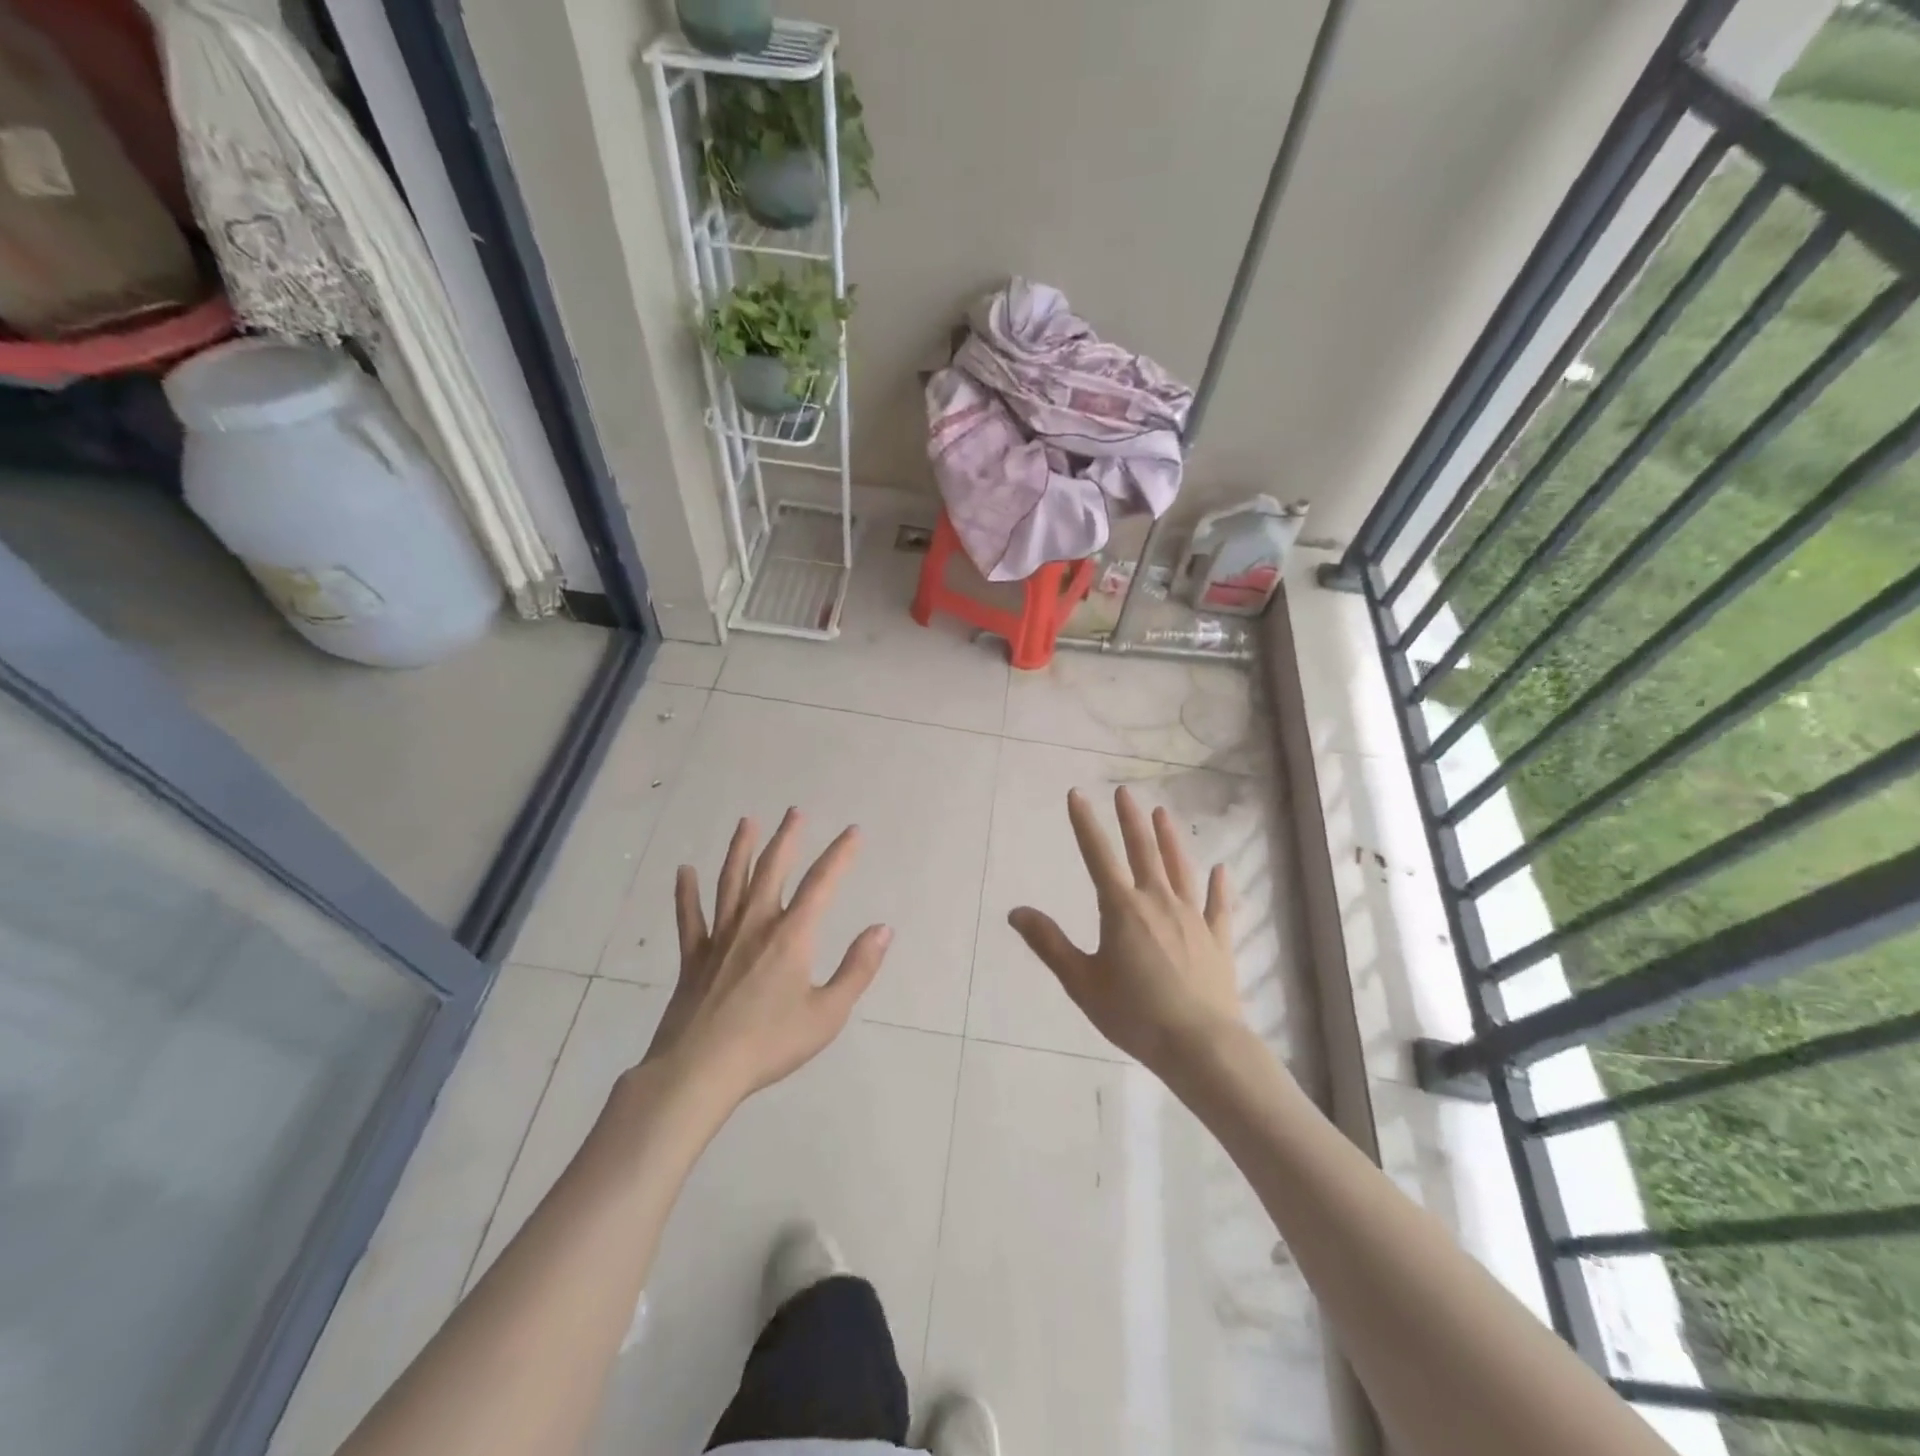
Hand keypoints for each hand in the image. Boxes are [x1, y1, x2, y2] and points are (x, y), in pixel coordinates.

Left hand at [640, 809, 891, 1109]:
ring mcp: (720, 938)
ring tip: (746, 822)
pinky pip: (690, 917)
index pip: (822, 883)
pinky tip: (684, 871)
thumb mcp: (827, 1014)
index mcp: (792, 936)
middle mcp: (755, 924)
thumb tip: (883, 929)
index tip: (853, 832)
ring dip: (740, 849)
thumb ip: (857, 969)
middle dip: (787, 838)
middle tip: (795, 812)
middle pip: (772, 869)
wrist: (699, 1071)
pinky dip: (686, 893)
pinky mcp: (693, 957)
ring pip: (731, 882)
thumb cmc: (769, 1044)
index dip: (840, 854)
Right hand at [1009, 786, 1244, 1078]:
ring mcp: (1192, 918)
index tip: (1077, 794)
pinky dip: (1219, 885)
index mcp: (1122, 909)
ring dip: (1170, 839)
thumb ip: (1050, 943)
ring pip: (1180, 868)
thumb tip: (1016, 911)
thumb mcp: (1081, 981)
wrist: (1200, 1044)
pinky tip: (1221, 869)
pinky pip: (1219, 905)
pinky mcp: (1218, 939)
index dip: (1085, 824)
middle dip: (1131, 820)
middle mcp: (1158, 902)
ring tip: (1163, 814)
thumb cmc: (1134, 1013)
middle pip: (1143, 851)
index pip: (1098, 856)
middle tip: (1124, 793)